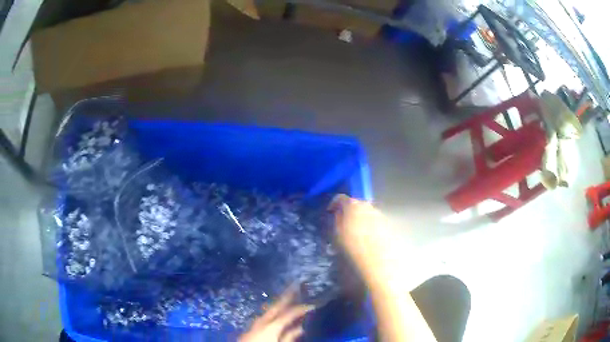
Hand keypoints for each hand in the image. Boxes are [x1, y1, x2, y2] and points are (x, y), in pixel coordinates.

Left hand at [239, 285, 314, 341]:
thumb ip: (289, 337)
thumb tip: (300, 328)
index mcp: (271, 325)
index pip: (289, 313)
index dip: (301, 307)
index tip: (312, 303)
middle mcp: (262, 320)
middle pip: (276, 305)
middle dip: (287, 295)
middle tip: (295, 284)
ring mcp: (255, 322)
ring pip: (269, 309)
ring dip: (279, 302)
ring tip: (288, 296)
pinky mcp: (250, 327)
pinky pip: (264, 315)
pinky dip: (272, 311)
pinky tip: (276, 312)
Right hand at [329, 195, 401, 288]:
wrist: (378, 262)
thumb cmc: (353, 249)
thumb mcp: (337, 235)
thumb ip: (337, 220)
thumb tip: (338, 213)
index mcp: (353, 206)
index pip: (341, 198)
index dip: (333, 203)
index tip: (329, 212)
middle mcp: (368, 206)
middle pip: (356, 203)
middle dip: (348, 210)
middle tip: (342, 222)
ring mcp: (380, 215)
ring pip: (367, 212)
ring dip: (360, 217)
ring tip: (355, 231)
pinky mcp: (388, 225)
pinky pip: (375, 221)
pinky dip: (369, 225)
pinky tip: (366, 238)